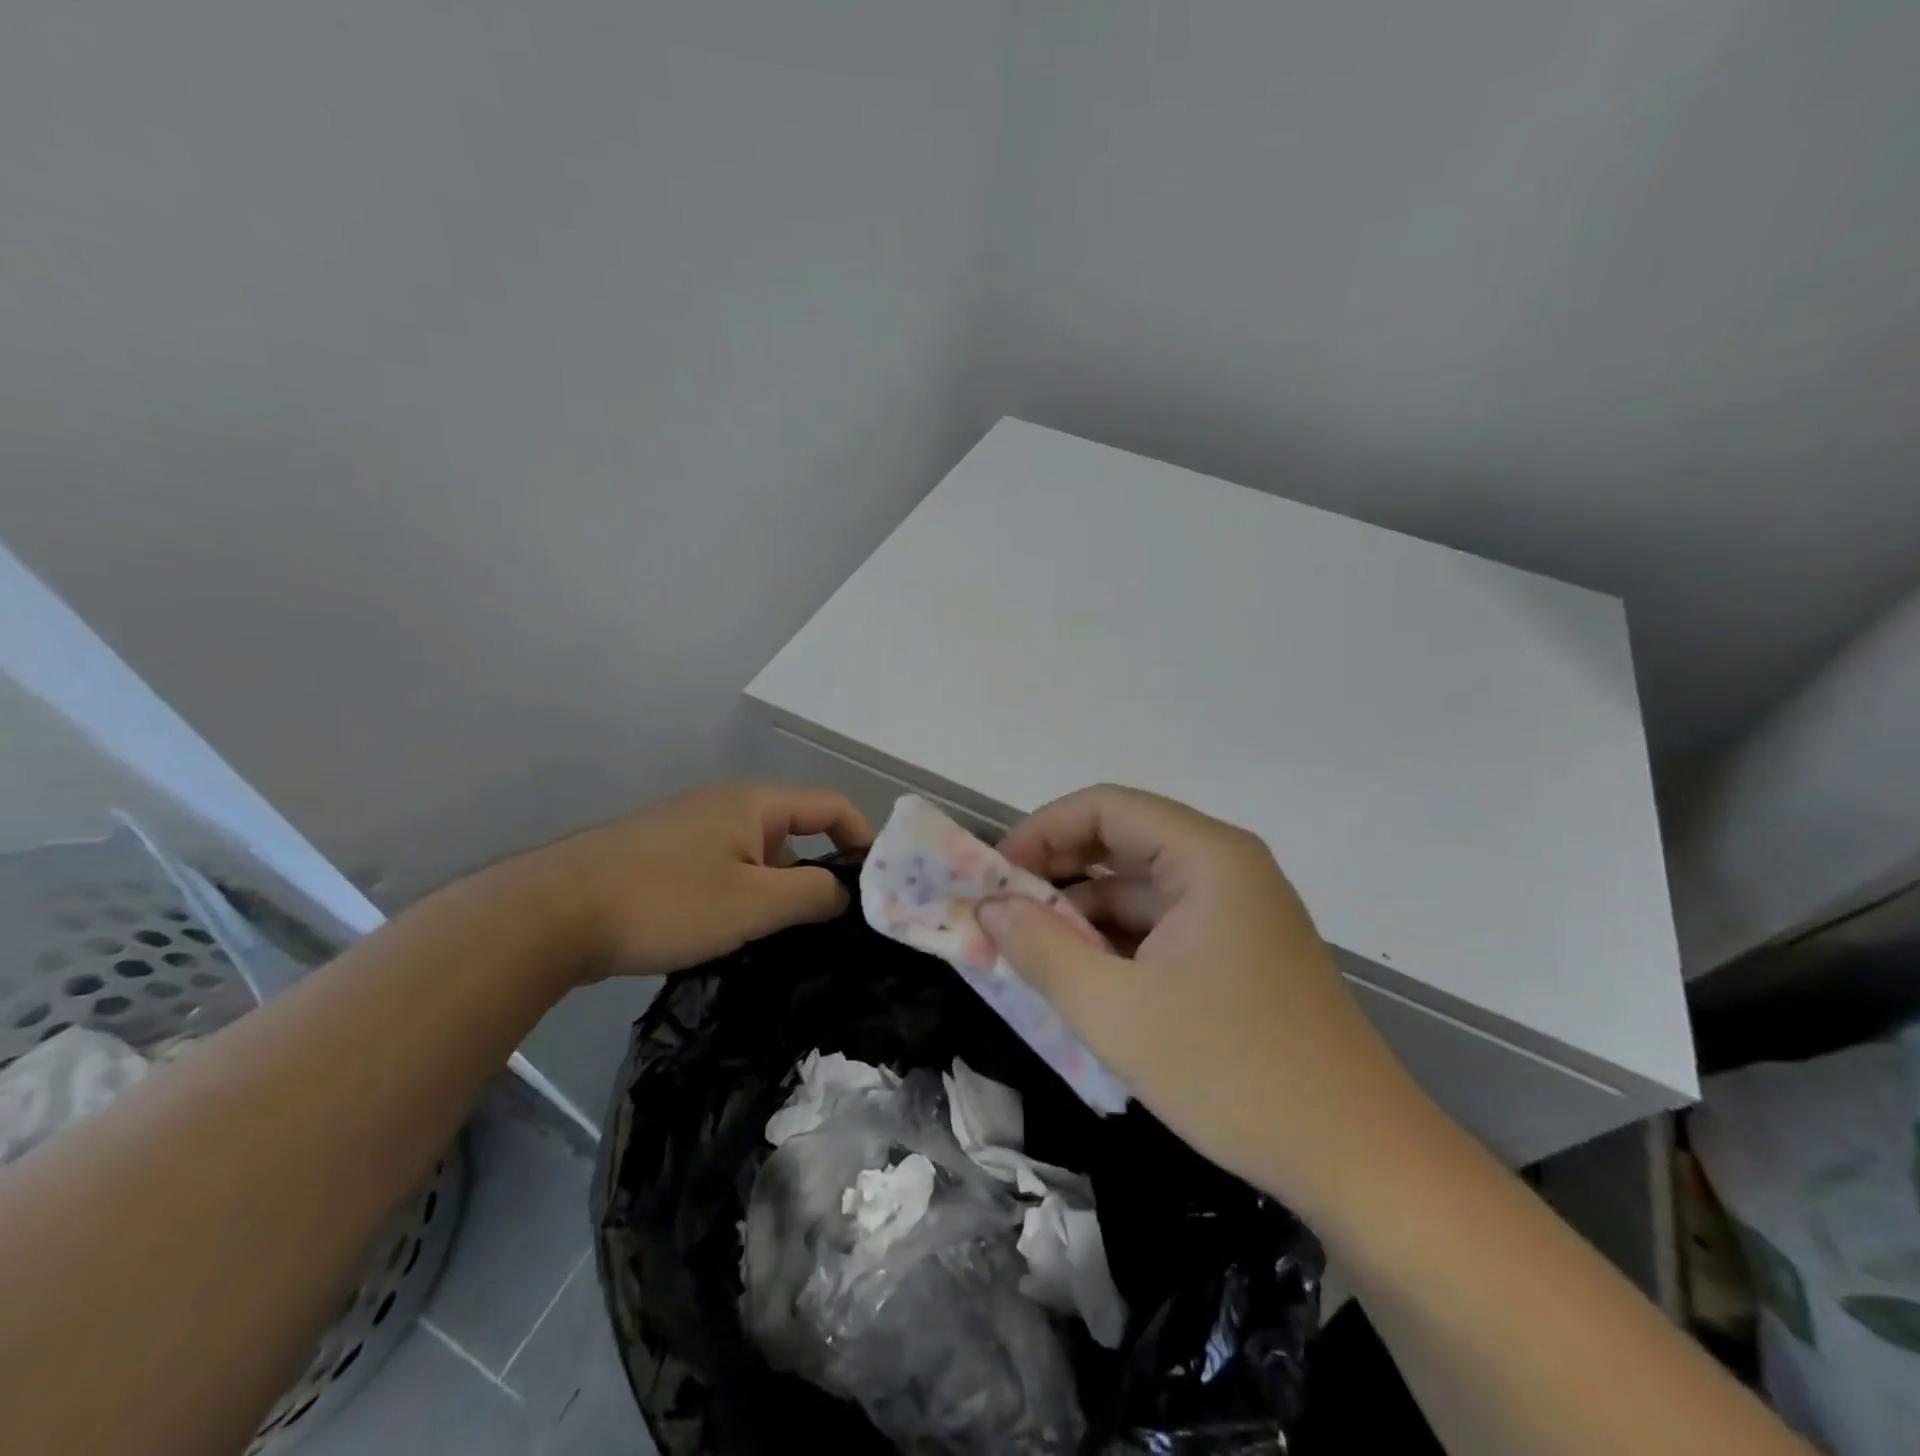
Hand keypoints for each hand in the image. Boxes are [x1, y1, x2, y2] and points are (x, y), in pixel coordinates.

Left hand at [514, 781, 870, 981]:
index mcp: (755, 804)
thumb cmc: (667, 901)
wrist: (553, 913)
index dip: (863, 838)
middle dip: (820, 871)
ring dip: (779, 888)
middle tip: (835, 922)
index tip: (878, 884)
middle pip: (795, 830)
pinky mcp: (663, 855)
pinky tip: (733, 932)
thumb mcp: (755, 904)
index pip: (831, 806)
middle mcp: (726, 805)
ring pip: (758, 854)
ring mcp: (691, 828)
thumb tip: (845, 891)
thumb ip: (813, 893)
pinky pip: (724, 868)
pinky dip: (744, 893)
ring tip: (786, 936)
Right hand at [980, 784, 1397, 1198]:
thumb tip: (987, 907)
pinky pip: (1160, 930)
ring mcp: (1236, 913)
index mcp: (1208, 857)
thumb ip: (1040, 949)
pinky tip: (1082, 985)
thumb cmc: (1233, 1072)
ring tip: (1029, 960)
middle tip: (1000, 918)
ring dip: (1082, 919)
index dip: (1040, 833)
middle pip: (1121, 844)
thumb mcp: (1115, 1011)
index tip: (991, 878)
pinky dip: (1115, 948)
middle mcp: (1225, 868)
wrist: (1363, 1165)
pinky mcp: (1239, 955)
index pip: (1104, 808)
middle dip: (1055, 878)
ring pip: (1138, 892)